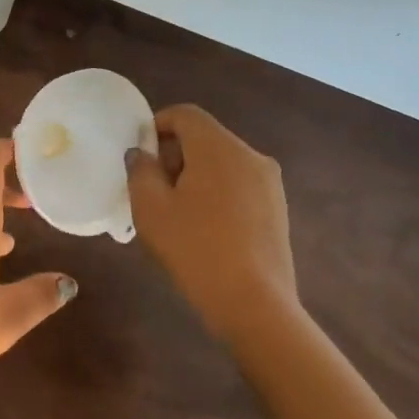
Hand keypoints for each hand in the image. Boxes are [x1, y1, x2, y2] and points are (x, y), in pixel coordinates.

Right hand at [126, 105, 297, 343]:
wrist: (255, 304)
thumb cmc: (195, 249)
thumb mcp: (151, 209)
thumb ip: (141, 171)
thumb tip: (142, 154)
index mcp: (219, 147)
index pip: (185, 114)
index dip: (157, 125)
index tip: (141, 155)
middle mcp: (250, 155)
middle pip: (205, 137)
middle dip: (175, 154)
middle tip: (153, 188)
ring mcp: (269, 183)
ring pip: (223, 162)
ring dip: (196, 175)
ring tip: (177, 212)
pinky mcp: (278, 209)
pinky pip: (240, 185)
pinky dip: (218, 193)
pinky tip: (205, 229)